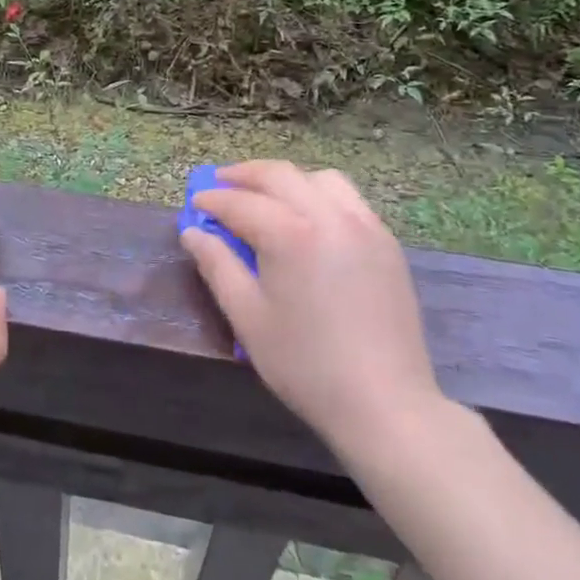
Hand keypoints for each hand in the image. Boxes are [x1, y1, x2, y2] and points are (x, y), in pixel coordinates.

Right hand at [183, 161, 443, 459]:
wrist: (386, 404)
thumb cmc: (306, 365)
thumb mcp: (248, 317)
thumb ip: (217, 266)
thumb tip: (192, 232)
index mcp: (291, 234)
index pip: (241, 202)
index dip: (213, 200)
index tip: (195, 203)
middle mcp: (329, 216)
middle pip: (280, 175)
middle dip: (245, 175)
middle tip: (220, 183)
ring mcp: (364, 226)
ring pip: (319, 178)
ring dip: (286, 179)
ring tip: (266, 196)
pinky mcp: (386, 242)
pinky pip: (348, 199)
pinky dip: (319, 194)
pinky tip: (308, 218)